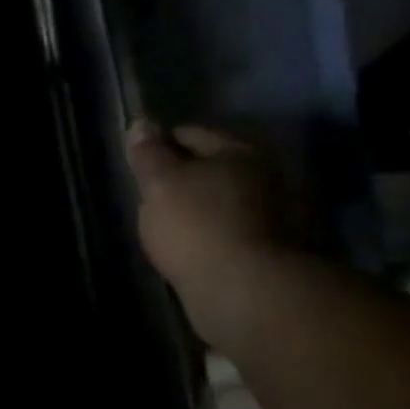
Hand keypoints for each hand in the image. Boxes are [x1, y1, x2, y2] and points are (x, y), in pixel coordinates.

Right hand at [124, 120, 294, 343]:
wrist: (241, 285)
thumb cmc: (195, 225)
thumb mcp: (160, 185)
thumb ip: (148, 154)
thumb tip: (141, 122)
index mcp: (238, 149)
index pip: (192, 134)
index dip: (161, 144)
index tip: (138, 164)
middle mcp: (263, 171)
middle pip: (213, 164)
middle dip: (185, 174)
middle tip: (151, 194)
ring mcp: (271, 208)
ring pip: (223, 195)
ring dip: (200, 203)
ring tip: (169, 221)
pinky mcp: (269, 243)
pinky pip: (230, 225)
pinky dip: (211, 228)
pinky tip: (192, 243)